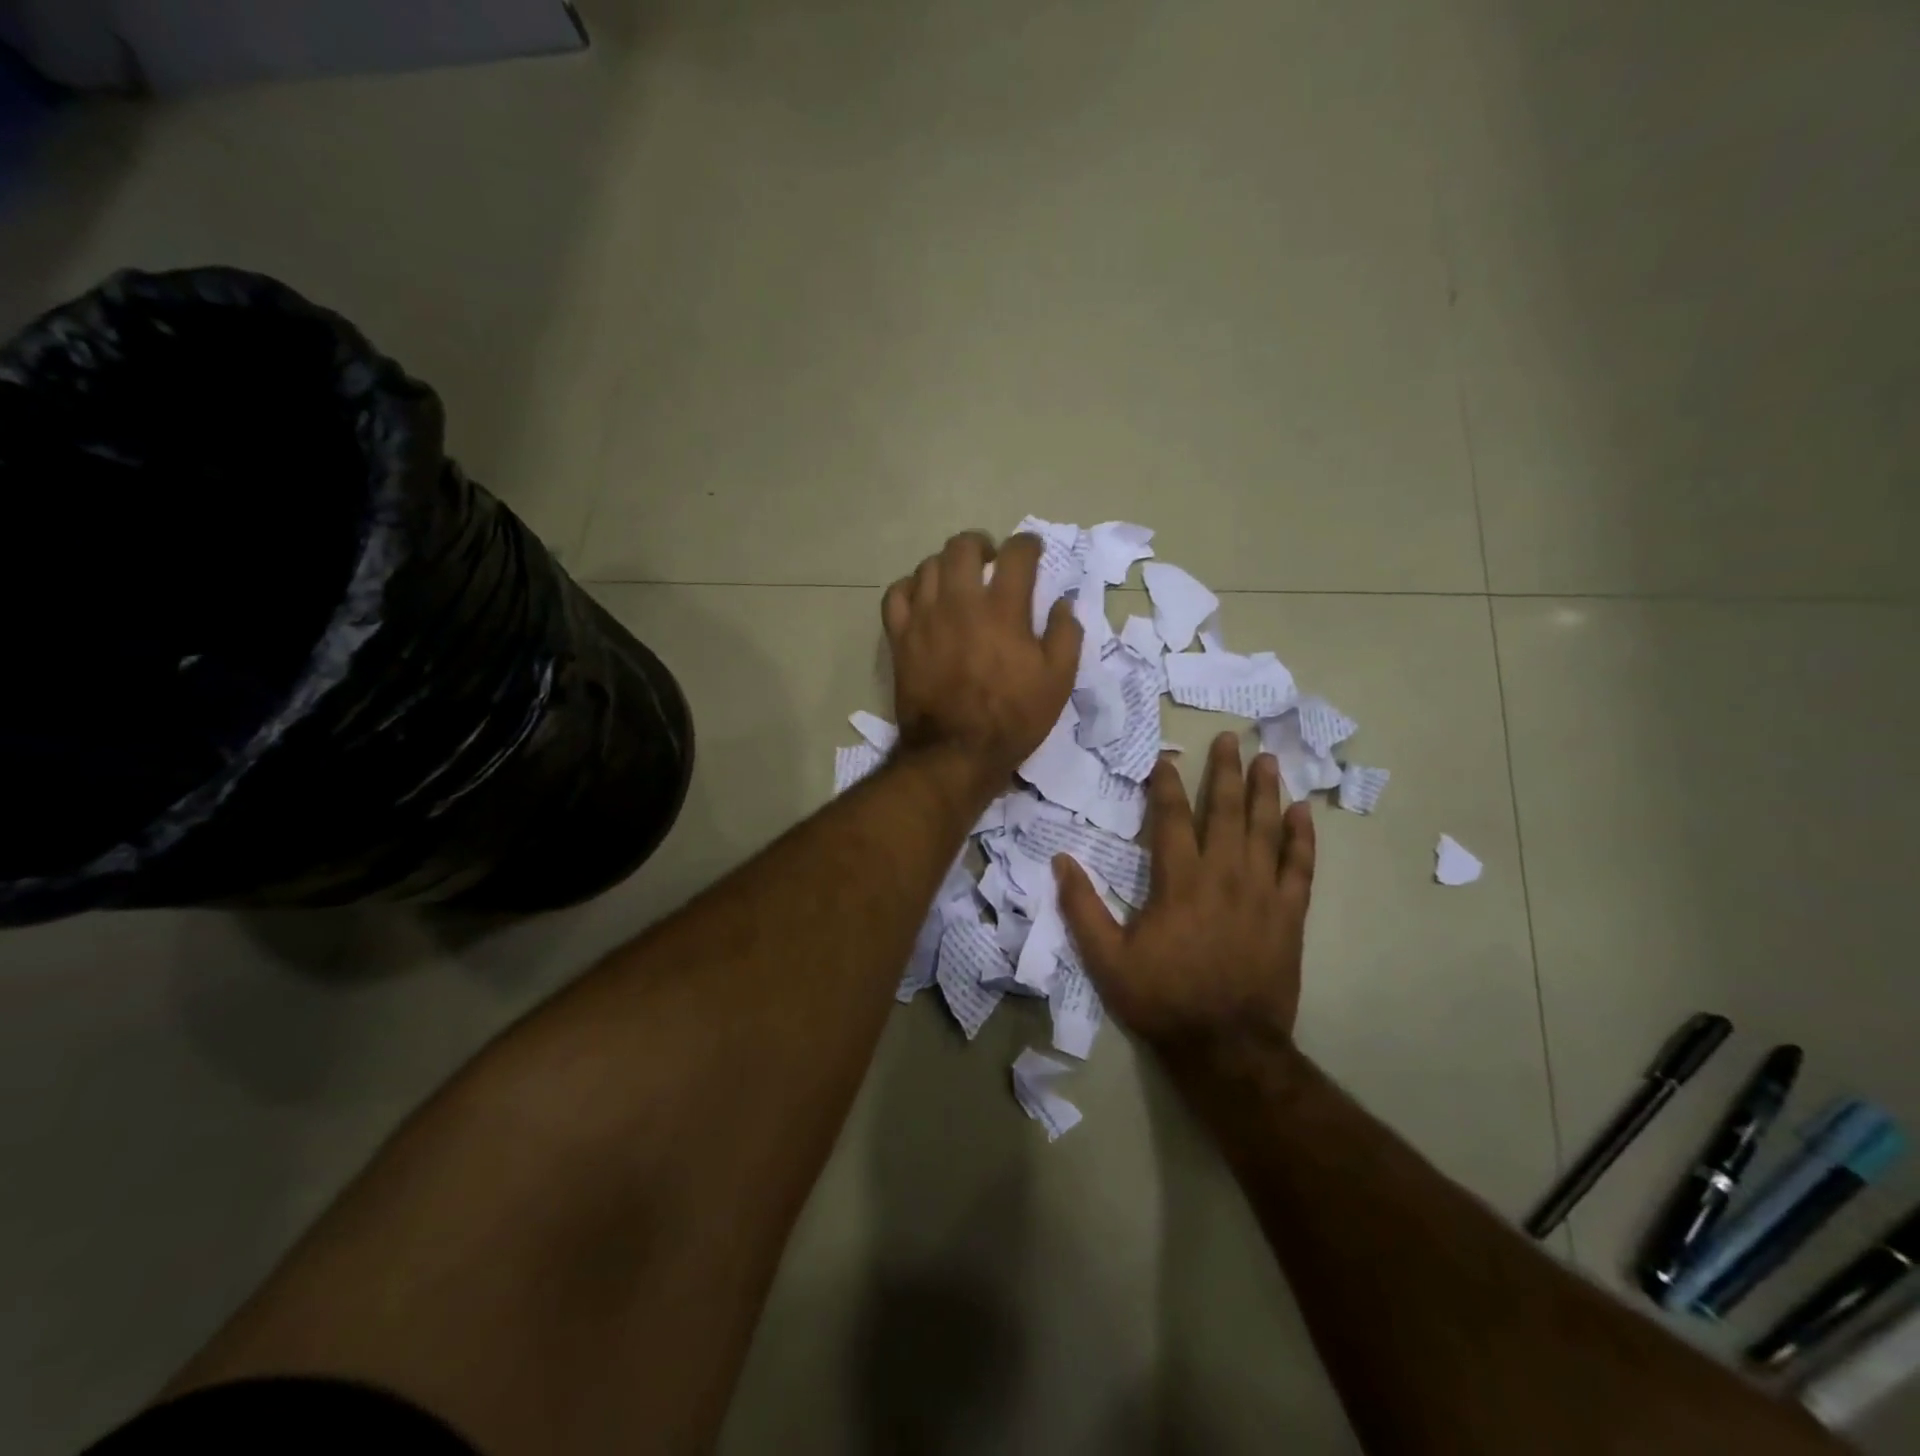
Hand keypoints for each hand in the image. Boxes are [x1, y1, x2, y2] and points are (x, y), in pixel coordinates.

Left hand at [883, 531, 1080, 793]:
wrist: (956, 752)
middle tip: (990, 562)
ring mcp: (924, 617)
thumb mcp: (1057, 681)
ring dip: (947, 565)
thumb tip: (1064, 602)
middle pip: (963, 546)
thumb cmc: (1012, 718)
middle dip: (982, 545)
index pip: (1016, 553)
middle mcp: (960, 602)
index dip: (1028, 545)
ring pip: (928, 565)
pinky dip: (911, 587)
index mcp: (1003, 609)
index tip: (1032, 552)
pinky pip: (896, 593)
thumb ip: (1065, 634)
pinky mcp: (900, 637)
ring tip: (958, 581)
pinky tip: (923, 598)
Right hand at [1055, 733, 1315, 1054]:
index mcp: (1179, 882)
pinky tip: (1302, 812)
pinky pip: (1300, 868)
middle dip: (1225, 771)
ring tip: (1268, 759)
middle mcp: (1224, 876)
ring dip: (1266, 791)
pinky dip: (1302, 838)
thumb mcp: (1107, 960)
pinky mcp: (1290, 916)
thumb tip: (1060, 860)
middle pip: (1225, 811)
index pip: (1170, 819)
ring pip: (1266, 830)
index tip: (1167, 759)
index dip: (1166, 785)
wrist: (1227, 1048)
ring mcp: (1262, 894)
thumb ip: (1082, 907)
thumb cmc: (1163, 999)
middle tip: (1230, 737)